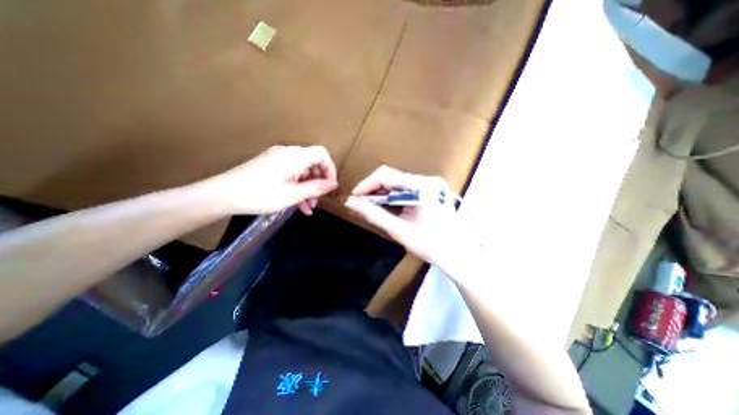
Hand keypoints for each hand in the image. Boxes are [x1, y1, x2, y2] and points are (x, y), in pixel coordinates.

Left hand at [202, 146, 337, 215]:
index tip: (330, 186)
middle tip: (319, 200)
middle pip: (312, 163)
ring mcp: (278, 159)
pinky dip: (297, 187)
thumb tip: (334, 184)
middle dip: (318, 182)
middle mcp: (288, 153)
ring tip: (309, 208)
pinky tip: (298, 205)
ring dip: (308, 188)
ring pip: (302, 171)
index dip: (330, 169)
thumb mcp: (293, 194)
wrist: (223, 195)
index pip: (321, 154)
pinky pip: (291, 174)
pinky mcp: (270, 166)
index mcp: (295, 156)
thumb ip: (316, 188)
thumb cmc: (261, 194)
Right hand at [343, 166, 482, 274]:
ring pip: (398, 182)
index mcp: (422, 187)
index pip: (386, 175)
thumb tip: (352, 203)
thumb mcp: (399, 230)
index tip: (355, 197)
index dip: (367, 184)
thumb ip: (374, 214)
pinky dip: (393, 196)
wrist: (457, 256)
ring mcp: (431, 184)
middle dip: (374, 189)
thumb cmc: (431, 245)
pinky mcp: (431, 190)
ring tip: (372, 206)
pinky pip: (406, 188)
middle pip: (392, 177)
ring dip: (383, 193)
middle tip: (361, 204)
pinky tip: (387, 206)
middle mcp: (428, 180)